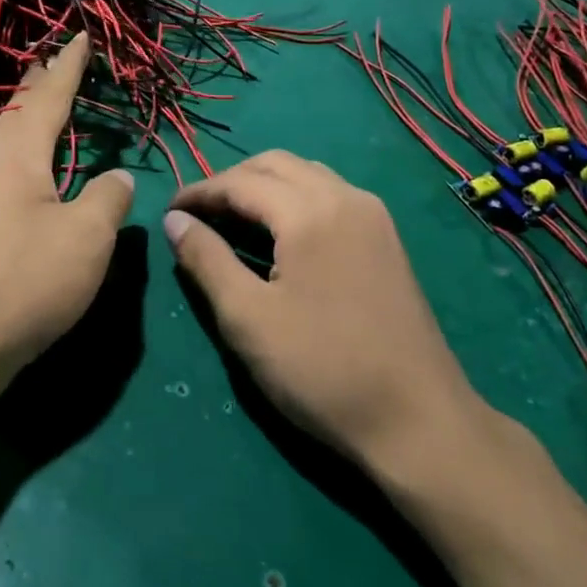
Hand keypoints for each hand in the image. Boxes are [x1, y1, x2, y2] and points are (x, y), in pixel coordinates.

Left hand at [0, 33, 133, 396]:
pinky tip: (24, 177)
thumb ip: (108, 198)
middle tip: (51, 61)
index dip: (68, 67)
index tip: (80, 37)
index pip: (48, 98)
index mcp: (16, 157)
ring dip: (25, 122)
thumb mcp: (86, 238)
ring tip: (40, 110)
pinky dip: (19, 158)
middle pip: (16, 115)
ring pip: (3, 145)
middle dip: (37, 87)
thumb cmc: (25, 283)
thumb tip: (118, 176)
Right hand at [164, 151, 493, 476]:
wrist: (418, 421)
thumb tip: (174, 220)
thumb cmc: (322, 370)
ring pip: (306, 175)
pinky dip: (294, 199)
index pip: (240, 182)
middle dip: (231, 181)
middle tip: (198, 215)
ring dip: (264, 186)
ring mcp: (373, 216)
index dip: (198, 192)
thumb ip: (206, 259)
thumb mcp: (247, 318)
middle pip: (276, 165)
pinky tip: (280, 234)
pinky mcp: (386, 239)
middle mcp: (345, 197)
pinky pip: (330, 194)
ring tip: (233, 220)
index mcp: (310, 211)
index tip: (168, 213)